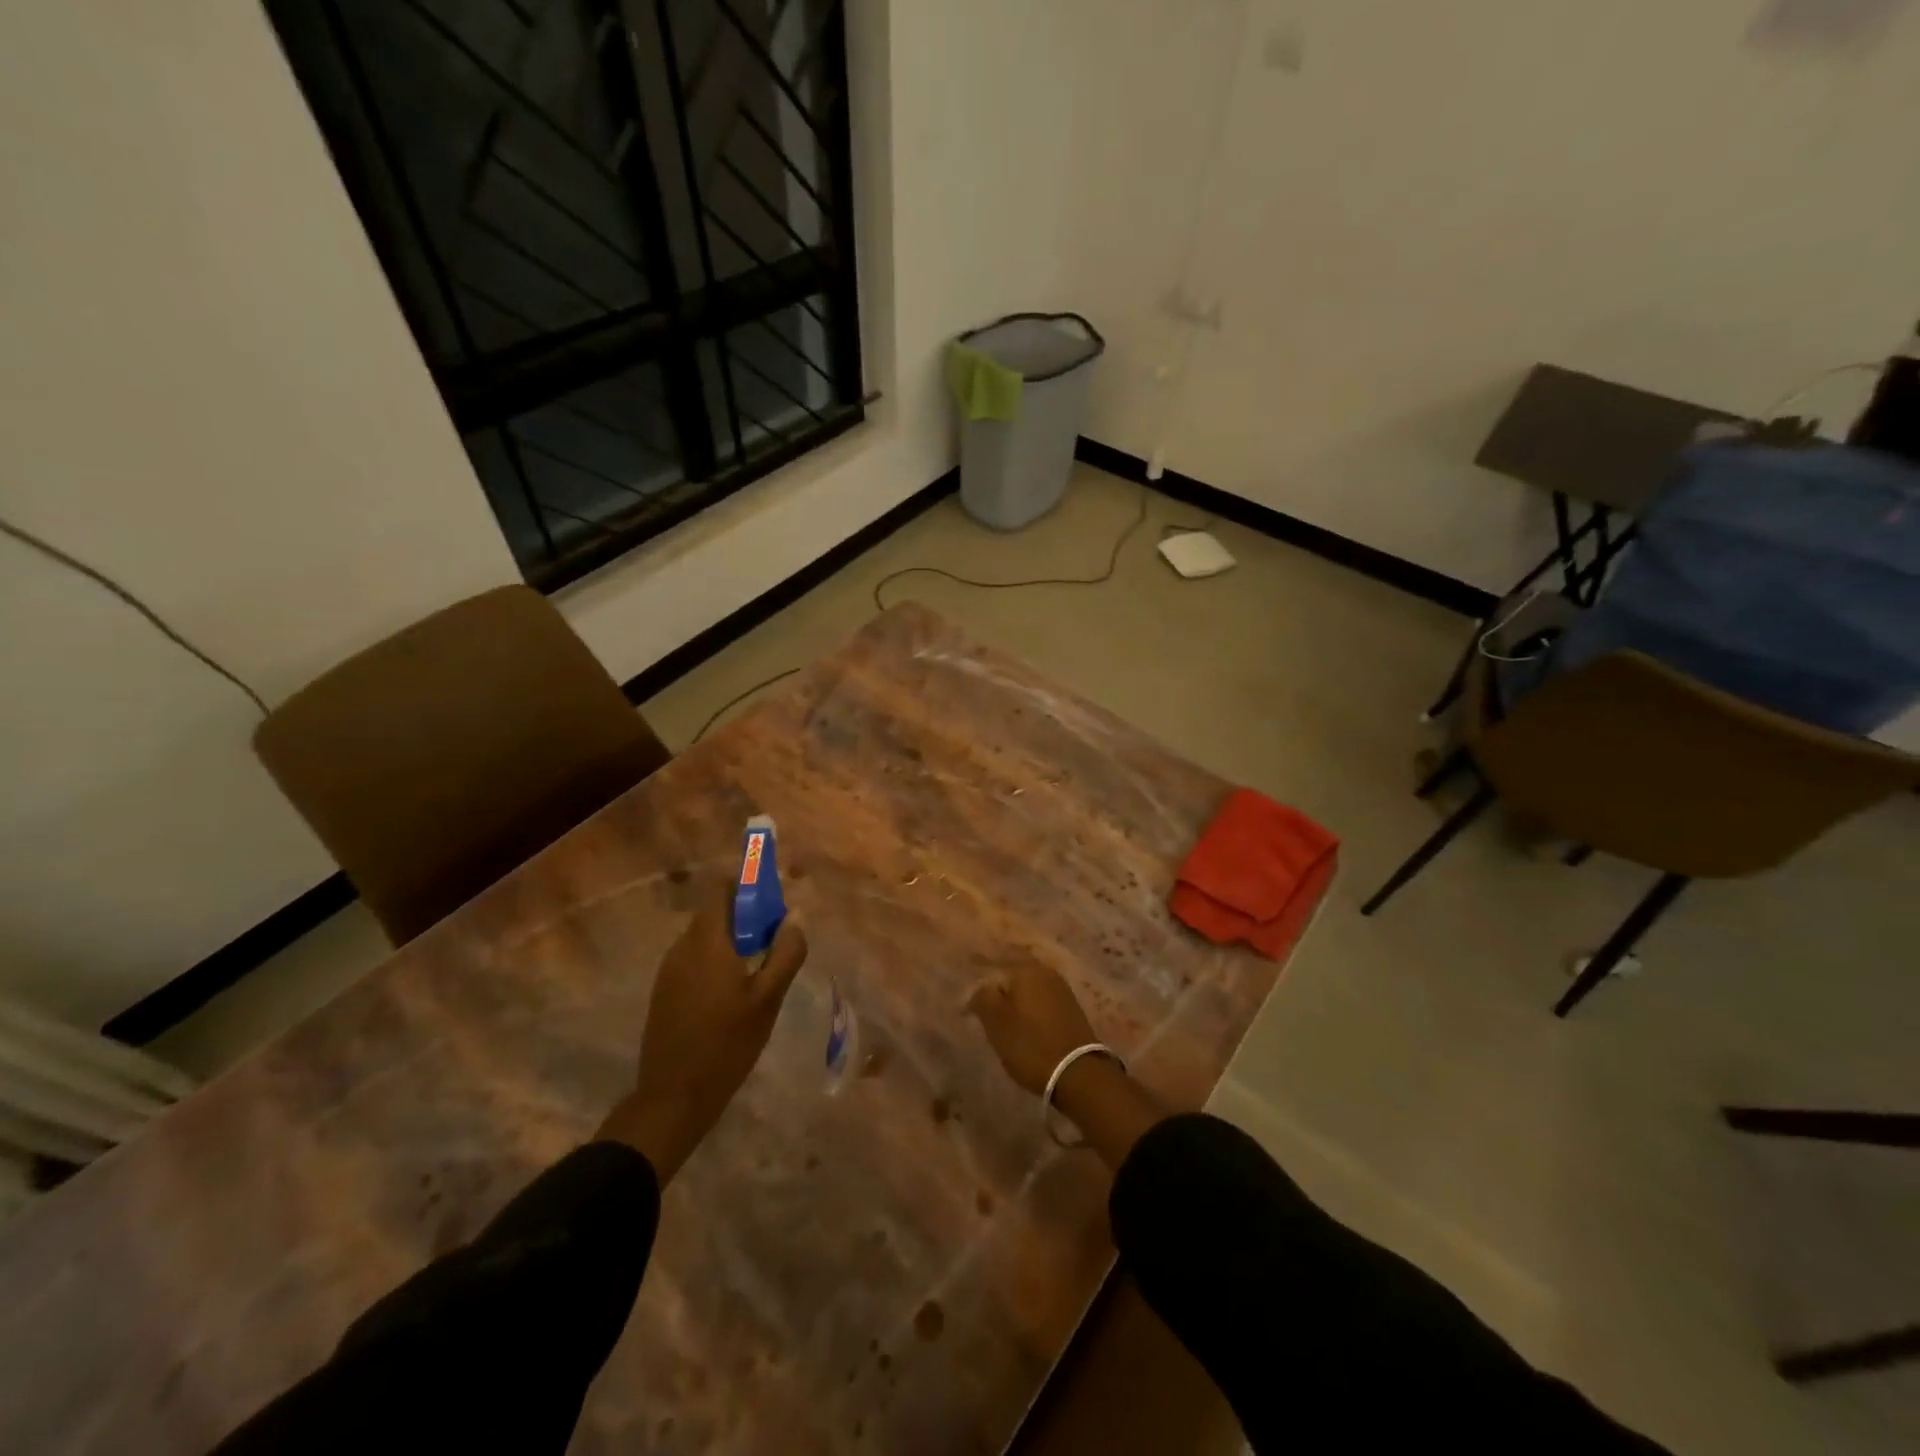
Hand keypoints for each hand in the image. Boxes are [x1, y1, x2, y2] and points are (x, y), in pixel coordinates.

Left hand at [597, 881, 807, 1181]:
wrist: (672, 1097)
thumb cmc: (726, 1044)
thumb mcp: (767, 999)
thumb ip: (785, 953)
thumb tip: (795, 918)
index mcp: (706, 941)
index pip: (722, 888)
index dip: (748, 885)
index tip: (774, 899)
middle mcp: (682, 947)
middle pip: (716, 913)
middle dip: (747, 916)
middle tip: (776, 938)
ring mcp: (669, 970)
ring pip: (706, 938)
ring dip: (733, 940)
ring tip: (761, 966)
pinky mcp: (664, 992)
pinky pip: (695, 959)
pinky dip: (718, 960)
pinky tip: (735, 991)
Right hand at [967, 955, 1163, 1169]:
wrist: (1078, 1074)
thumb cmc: (1030, 1045)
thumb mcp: (996, 1022)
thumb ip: (983, 998)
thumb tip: (979, 988)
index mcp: (1026, 969)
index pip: (994, 964)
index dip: (979, 981)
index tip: (968, 1001)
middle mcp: (1046, 972)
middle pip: (1013, 976)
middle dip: (998, 990)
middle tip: (982, 1009)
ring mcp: (1062, 990)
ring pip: (1028, 989)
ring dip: (1014, 1001)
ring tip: (1000, 1020)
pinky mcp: (1071, 1009)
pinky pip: (1041, 1002)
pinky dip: (1029, 1010)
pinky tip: (1022, 1026)